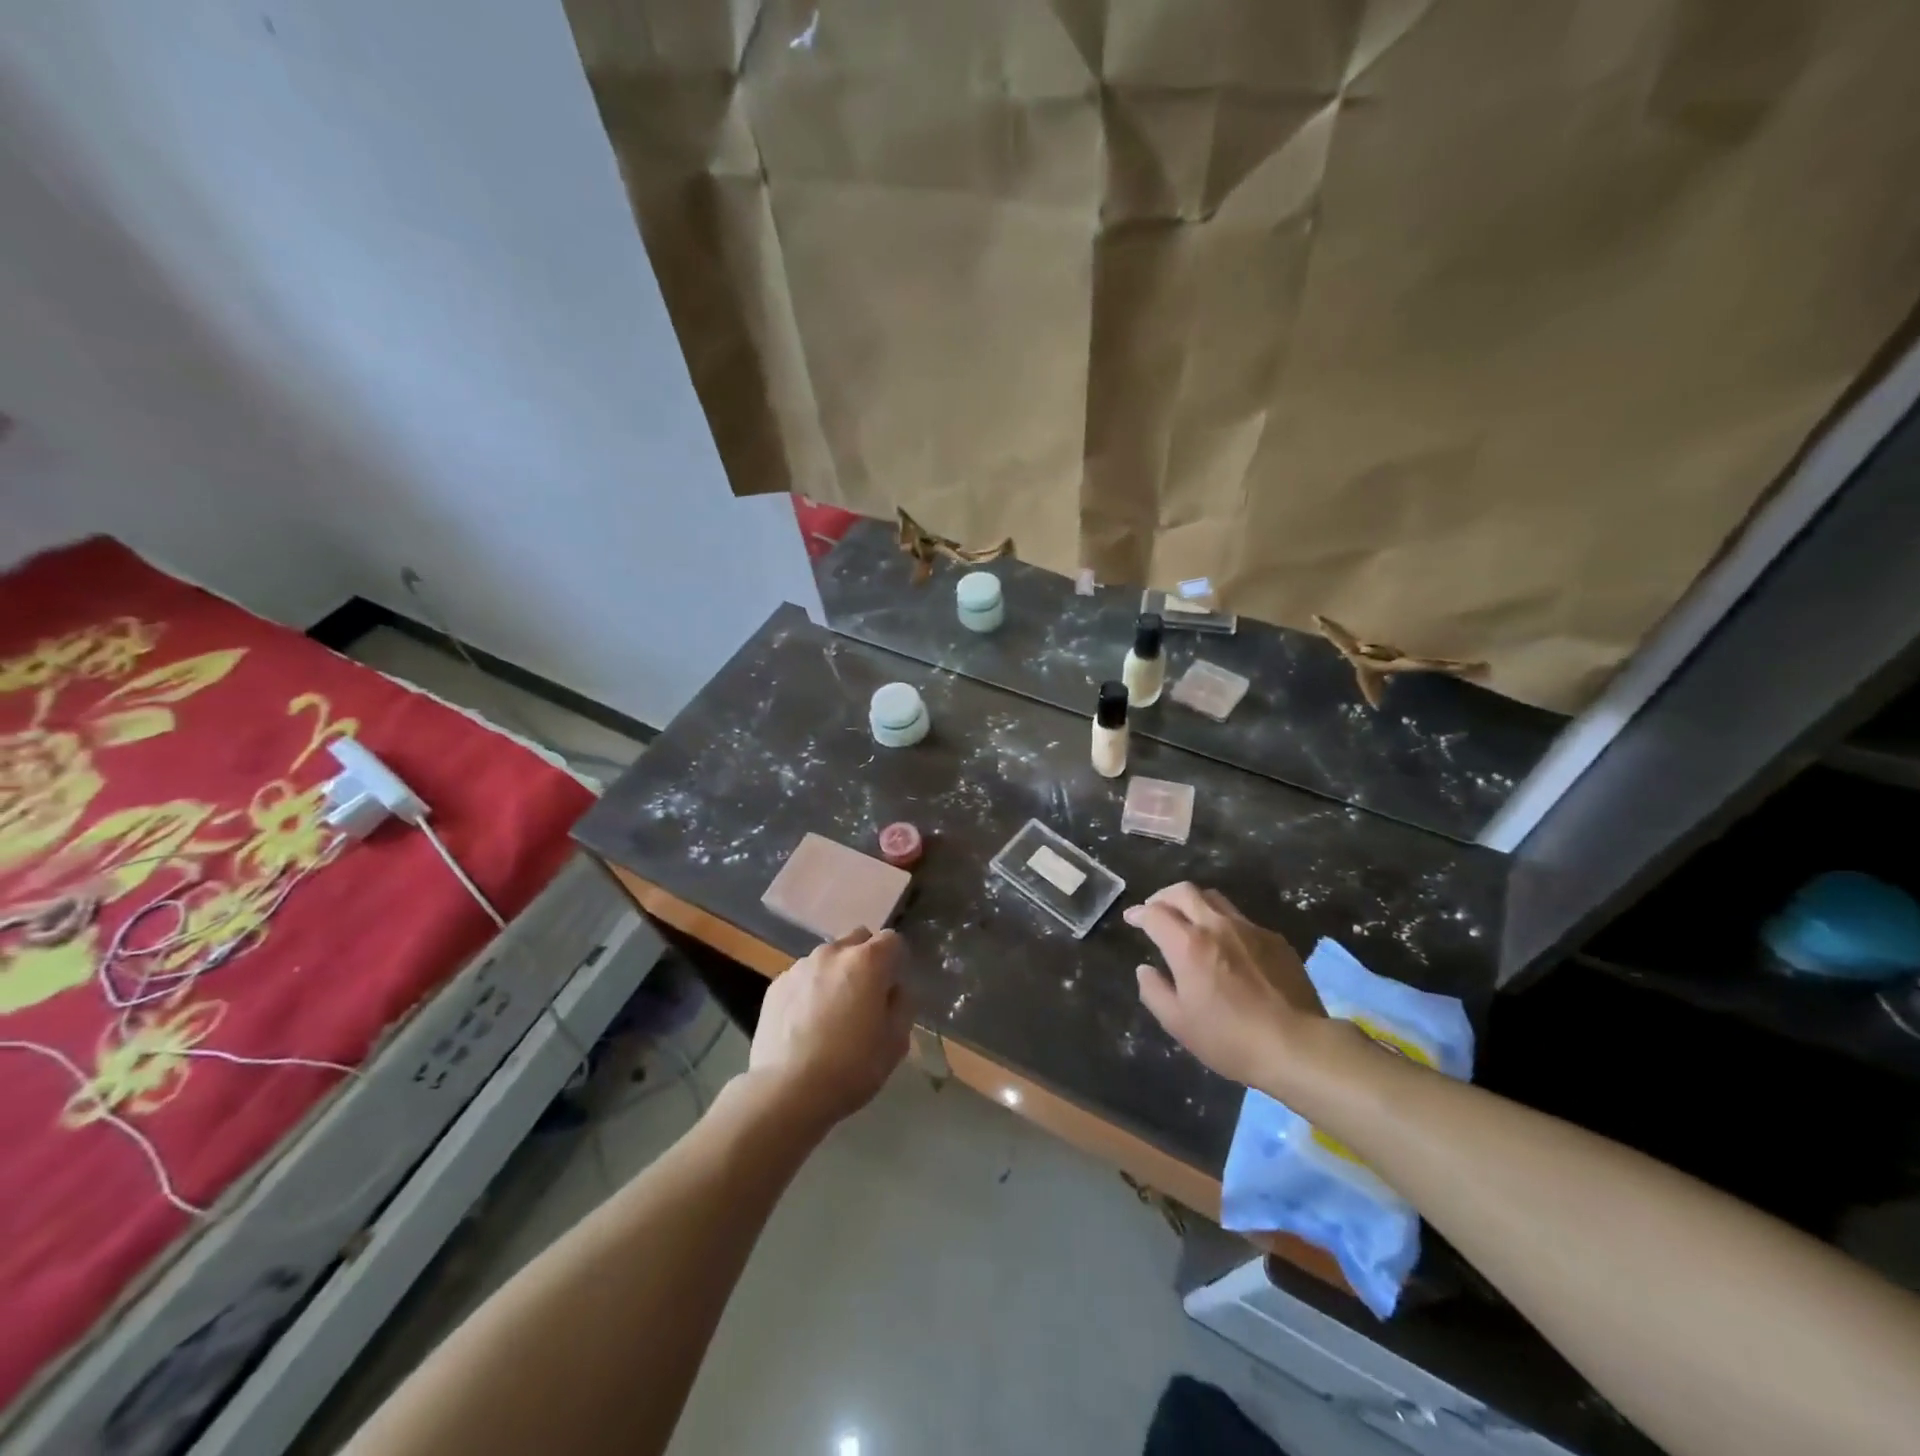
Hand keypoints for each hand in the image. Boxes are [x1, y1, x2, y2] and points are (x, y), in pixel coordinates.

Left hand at [748, 927, 911, 1129]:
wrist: (787, 1091)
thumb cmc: (851, 1067)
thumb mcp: (896, 1042)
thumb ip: (902, 1004)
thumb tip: (893, 990)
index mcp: (868, 961)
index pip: (892, 940)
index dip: (896, 963)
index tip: (892, 990)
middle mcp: (833, 953)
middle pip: (858, 940)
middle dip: (866, 960)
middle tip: (864, 998)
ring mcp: (801, 966)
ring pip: (828, 958)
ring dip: (836, 975)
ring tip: (830, 1015)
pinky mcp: (776, 985)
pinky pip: (803, 977)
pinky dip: (809, 990)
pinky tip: (805, 1025)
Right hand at [1126, 883, 1324, 1090]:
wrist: (1298, 1045)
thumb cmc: (1230, 1038)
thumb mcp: (1178, 1024)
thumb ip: (1154, 991)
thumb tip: (1145, 970)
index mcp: (1188, 945)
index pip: (1155, 914)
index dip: (1139, 914)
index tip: (1132, 919)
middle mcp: (1217, 926)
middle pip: (1184, 892)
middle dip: (1163, 896)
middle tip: (1155, 909)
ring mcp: (1249, 929)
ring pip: (1214, 899)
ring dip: (1194, 903)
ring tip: (1189, 920)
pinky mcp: (1275, 939)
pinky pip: (1241, 919)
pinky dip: (1223, 923)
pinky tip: (1227, 945)